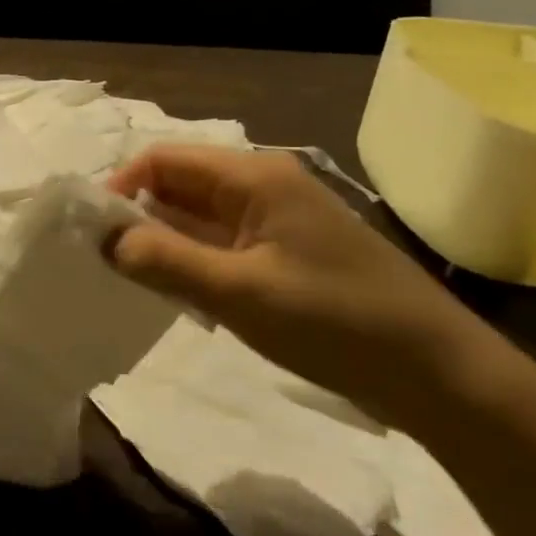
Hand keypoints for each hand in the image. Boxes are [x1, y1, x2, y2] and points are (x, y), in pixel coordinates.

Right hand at [107, 145, 506, 420]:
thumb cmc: (336, 323)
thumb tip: (103, 239)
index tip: (93, 232)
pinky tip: (179, 293)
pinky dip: (193, 261)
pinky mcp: (287, 253)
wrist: (442, 376)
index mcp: (254, 178)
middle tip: (106, 261)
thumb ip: (163, 260)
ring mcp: (278, 221)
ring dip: (164, 242)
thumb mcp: (238, 293)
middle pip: (179, 185)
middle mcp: (263, 186)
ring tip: (133, 280)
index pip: (163, 160)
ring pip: (198, 217)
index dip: (121, 186)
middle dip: (138, 216)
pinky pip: (222, 244)